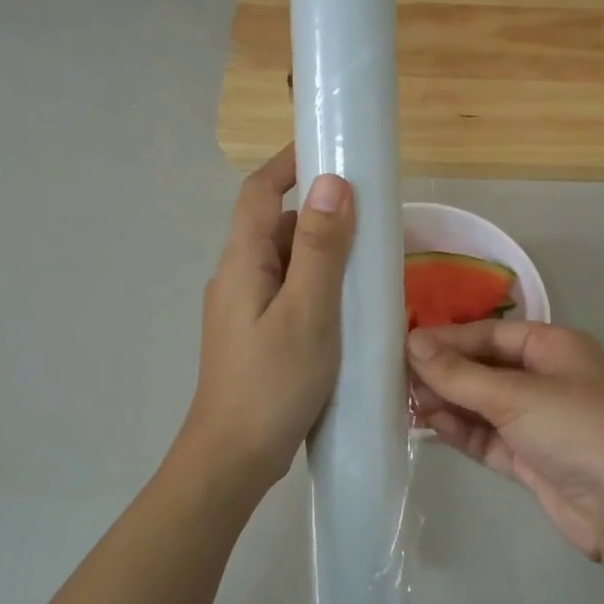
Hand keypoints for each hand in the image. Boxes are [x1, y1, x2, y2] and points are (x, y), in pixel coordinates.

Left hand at [182, 145, 353, 489]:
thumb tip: (330, 183)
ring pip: (285, 265)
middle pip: (275, 228)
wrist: (233, 457)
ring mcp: (243, 312)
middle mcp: (237, 279)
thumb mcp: (307, 311)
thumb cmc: (273, 382)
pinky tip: (348, 311)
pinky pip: (288, 296)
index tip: (327, 146)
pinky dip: (317, 289)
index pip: (258, 192)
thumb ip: (319, 249)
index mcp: (242, 263)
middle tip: (370, 220)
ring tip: (369, 266)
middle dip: (319, 216)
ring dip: (322, 256)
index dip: (287, 163)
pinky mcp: (256, 339)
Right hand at [408, 321, 603, 561]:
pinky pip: (488, 437)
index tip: (403, 347)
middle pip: (484, 368)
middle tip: (395, 379)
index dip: (447, 339)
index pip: (490, 334)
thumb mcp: (516, 395)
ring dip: (448, 403)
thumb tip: (411, 343)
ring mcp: (539, 421)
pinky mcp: (531, 458)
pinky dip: (461, 432)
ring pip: (483, 404)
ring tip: (404, 404)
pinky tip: (430, 427)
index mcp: (554, 347)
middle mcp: (546, 379)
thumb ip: (460, 373)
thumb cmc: (578, 430)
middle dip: (444, 373)